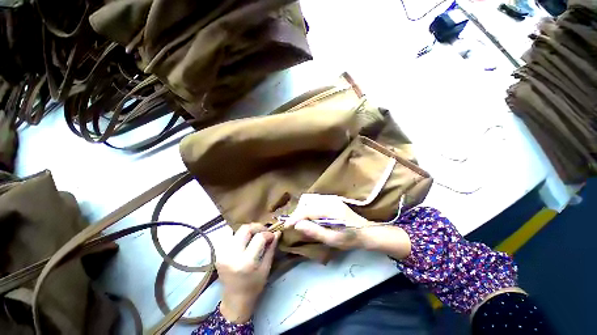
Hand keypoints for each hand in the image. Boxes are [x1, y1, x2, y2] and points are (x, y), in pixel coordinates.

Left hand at [217, 224, 280, 322]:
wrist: (234, 301)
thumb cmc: (254, 287)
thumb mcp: (266, 268)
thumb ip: (271, 248)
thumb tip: (277, 232)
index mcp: (246, 262)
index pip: (259, 238)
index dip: (268, 234)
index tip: (273, 235)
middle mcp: (231, 255)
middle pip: (245, 229)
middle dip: (258, 227)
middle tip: (265, 232)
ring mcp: (222, 254)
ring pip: (238, 230)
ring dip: (250, 230)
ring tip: (257, 236)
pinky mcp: (219, 253)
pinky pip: (232, 237)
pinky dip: (242, 236)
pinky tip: (247, 241)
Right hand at [284, 194, 410, 257]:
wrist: (366, 232)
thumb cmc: (350, 238)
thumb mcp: (332, 239)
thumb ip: (314, 231)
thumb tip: (297, 225)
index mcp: (329, 209)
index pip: (307, 210)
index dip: (295, 217)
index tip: (286, 226)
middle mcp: (329, 199)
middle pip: (306, 202)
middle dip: (298, 213)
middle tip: (295, 225)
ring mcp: (330, 198)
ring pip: (310, 200)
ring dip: (303, 210)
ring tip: (302, 222)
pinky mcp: (331, 200)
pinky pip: (315, 201)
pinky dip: (309, 208)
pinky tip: (311, 218)